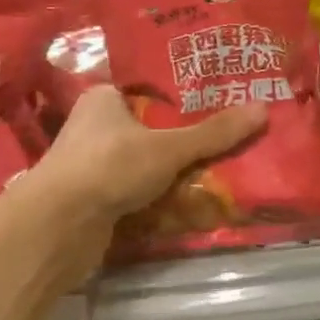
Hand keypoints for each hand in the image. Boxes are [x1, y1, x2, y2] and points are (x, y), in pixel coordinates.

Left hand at [30, 85, 266, 231]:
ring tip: (218, 172)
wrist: (57, 228)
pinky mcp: (93, 200)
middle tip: (227, 140)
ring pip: (144, 164)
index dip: (184, 98)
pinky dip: (158, 199)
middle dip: (184, 140)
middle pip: (150, 130)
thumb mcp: (169, 147)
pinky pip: (135, 193)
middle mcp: (94, 127)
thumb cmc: (109, 167)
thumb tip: (263, 109)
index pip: (151, 91)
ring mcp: (91, 165)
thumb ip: (213, 133)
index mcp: (104, 98)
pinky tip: (189, 203)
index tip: (220, 103)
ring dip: (172, 173)